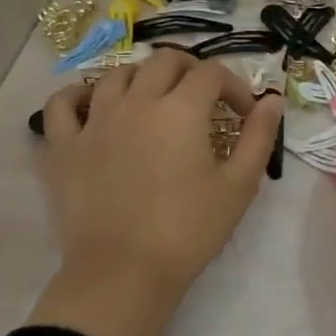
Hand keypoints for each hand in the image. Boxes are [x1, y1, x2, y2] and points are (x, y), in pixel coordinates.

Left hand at [30, 50, 281, 335]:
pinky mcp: (64, 146)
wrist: (123, 275)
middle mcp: (137, 102)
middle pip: (165, 60)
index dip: (234, 86)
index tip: (244, 114)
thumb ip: (259, 137)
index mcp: (181, 109)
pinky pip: (63, 103)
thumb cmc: (188, 231)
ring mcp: (95, 121)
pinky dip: (78, 94)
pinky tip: (93, 104)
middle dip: (192, 70)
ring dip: (143, 77)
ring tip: (155, 100)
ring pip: (117, 73)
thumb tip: (272, 100)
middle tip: (205, 99)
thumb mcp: (239, 186)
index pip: (212, 73)